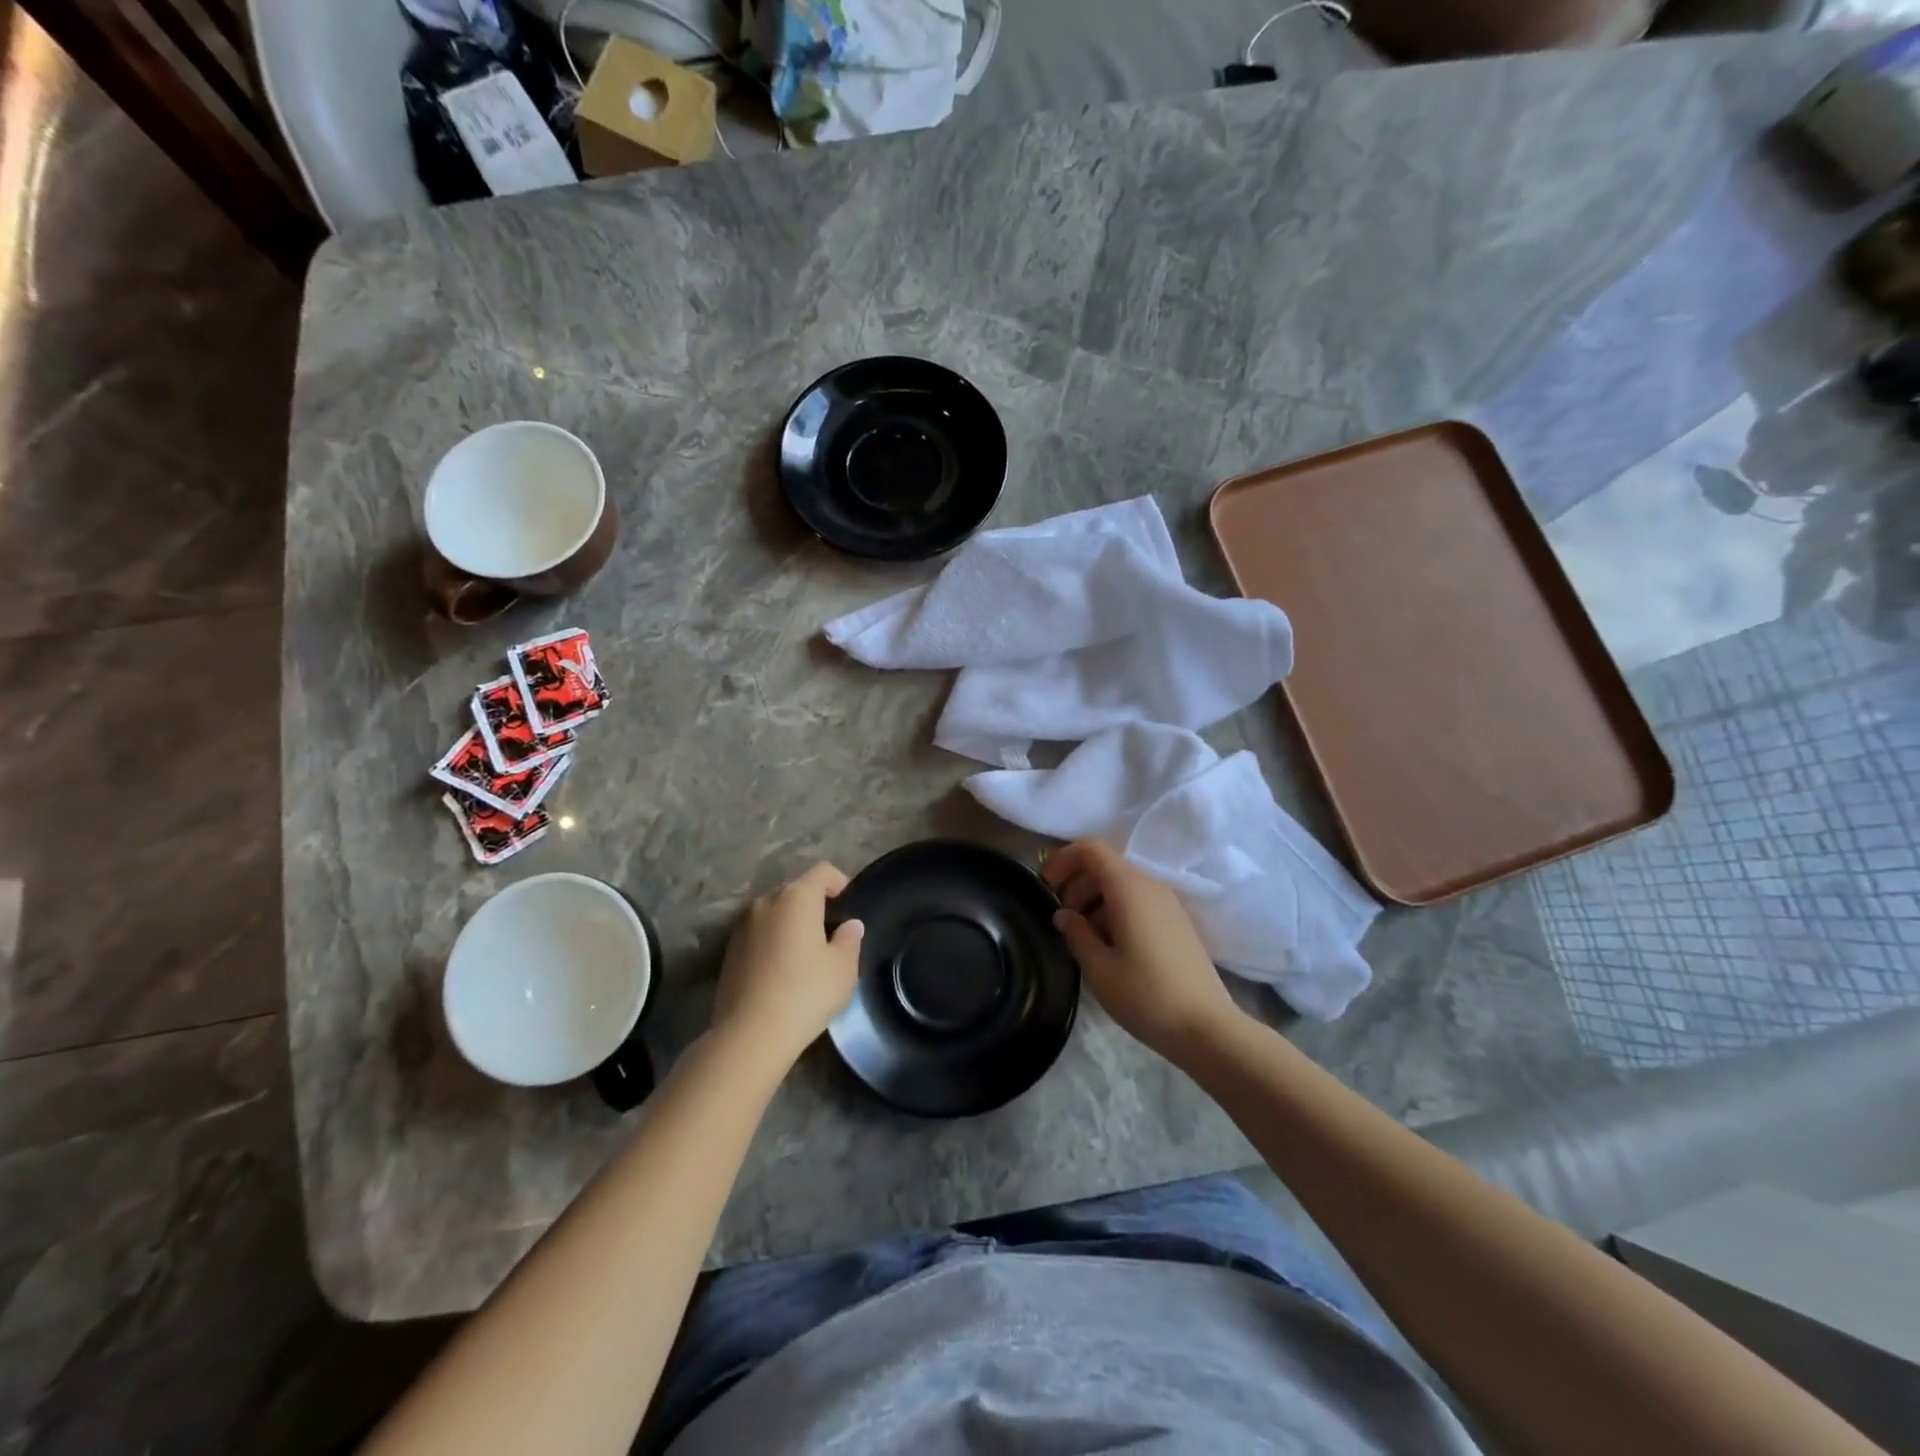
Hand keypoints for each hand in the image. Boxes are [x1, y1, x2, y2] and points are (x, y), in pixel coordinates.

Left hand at [713, 863, 863, 1068]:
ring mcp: (742, 926)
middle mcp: (766, 902)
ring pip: (774, 912)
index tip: (847, 905)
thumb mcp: (843, 968)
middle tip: (829, 933)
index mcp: (797, 897)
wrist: (750, 1035)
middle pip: (795, 890)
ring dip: (789, 923)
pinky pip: (758, 933)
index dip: (839, 882)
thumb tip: (849, 925)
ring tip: (804, 954)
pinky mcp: (729, 950)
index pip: (822, 871)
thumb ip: (849, 940)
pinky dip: (771, 941)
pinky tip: (780, 971)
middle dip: (813, 904)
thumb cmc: (805, 993)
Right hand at [1044, 839, 1238, 1063]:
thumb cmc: (1146, 995)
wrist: (1207, 1028)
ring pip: (1122, 884)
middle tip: (1061, 919)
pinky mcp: (1177, 922)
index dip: (1063, 859)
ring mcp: (1168, 903)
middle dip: (1076, 883)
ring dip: (1095, 899)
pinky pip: (1138, 901)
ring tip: (1082, 936)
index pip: (1091, 849)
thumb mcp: (1099, 968)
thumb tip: (1063, 914)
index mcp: (1128, 888)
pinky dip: (1115, 910)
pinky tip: (1109, 945)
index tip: (1045, 886)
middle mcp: (1150, 885)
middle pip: (1105, 866)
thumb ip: (1076, 933)